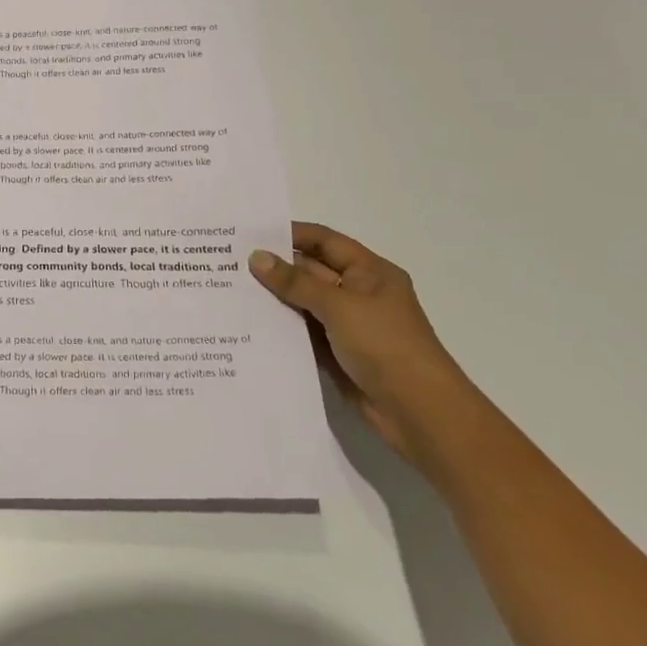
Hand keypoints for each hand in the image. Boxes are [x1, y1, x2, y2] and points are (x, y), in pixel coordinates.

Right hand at [250, 222, 477, 468]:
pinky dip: (280, 328)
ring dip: (273, 299)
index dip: (290, 234)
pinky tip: (247, 324)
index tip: (249, 233)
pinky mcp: (336, 354)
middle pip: (311, 271)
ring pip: (303, 303)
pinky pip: (302, 333)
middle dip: (275, 267)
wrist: (419, 412)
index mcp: (370, 272)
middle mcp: (358, 294)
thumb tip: (256, 257)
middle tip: (227, 262)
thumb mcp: (339, 306)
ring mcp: (347, 326)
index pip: (324, 241)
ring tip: (228, 289)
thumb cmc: (386, 345)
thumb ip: (295, 282)